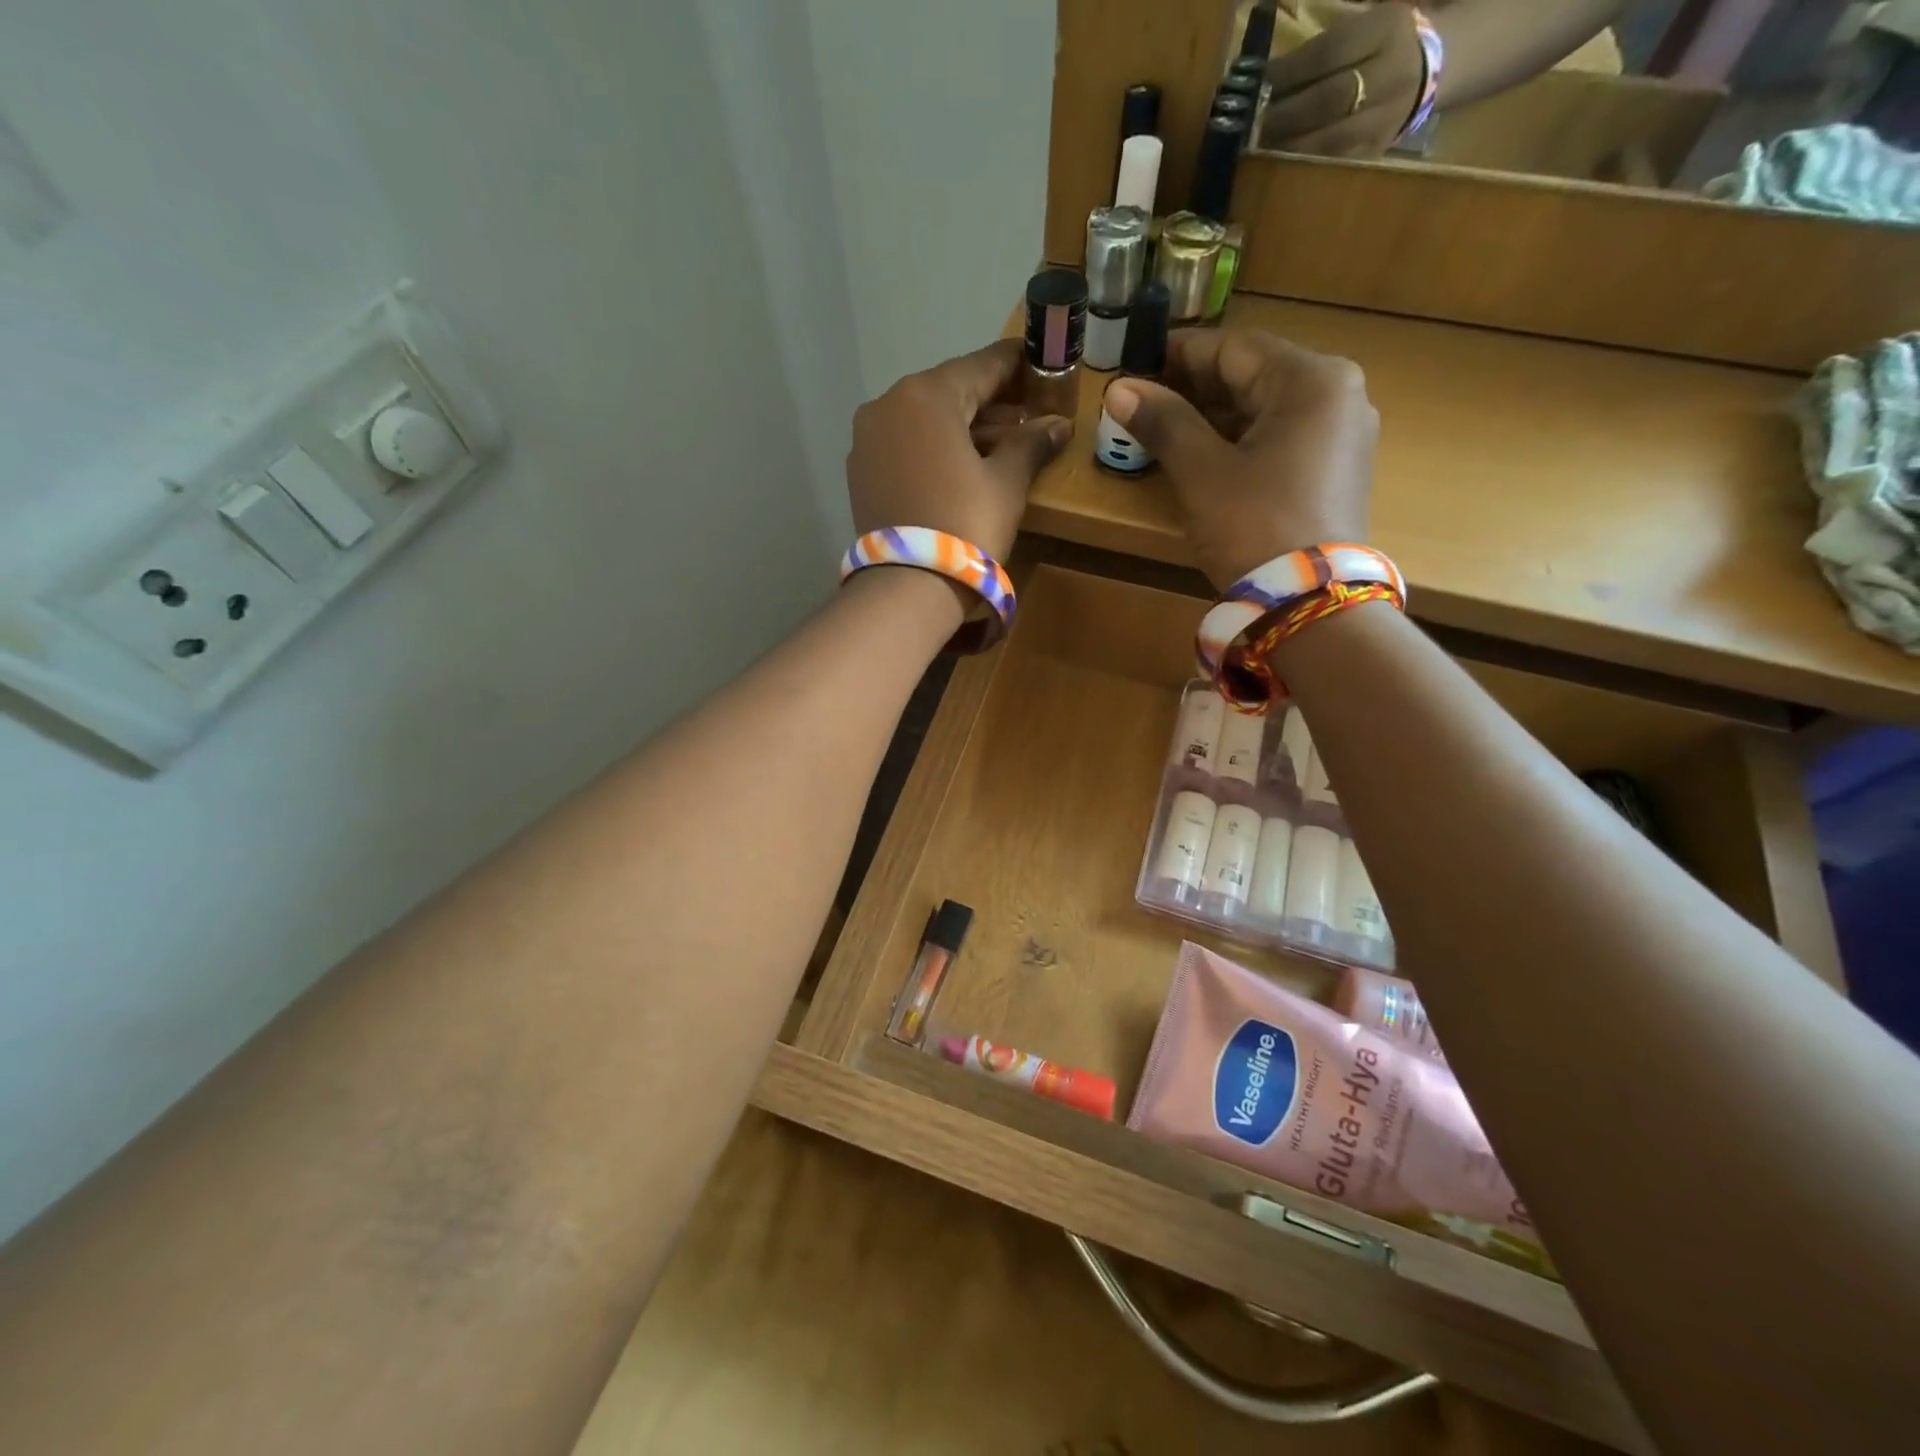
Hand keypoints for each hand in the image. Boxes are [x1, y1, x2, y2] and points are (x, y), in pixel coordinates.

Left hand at [846, 338, 1071, 562]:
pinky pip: (905, 446)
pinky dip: (933, 449)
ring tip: (1002, 445)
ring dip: (963, 428)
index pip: (981, 365)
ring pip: (925, 420)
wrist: (907, 588)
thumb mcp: (1006, 483)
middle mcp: (888, 404)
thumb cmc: (965, 525)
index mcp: (926, 394)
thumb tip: (1058, 426)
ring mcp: (867, 439)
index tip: (1041, 364)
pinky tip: (960, 467)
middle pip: (950, 393)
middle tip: (1028, 414)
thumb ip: (1030, 444)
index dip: (1017, 365)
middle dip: (991, 403)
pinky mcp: (860, 472)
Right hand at [1102, 330, 1376, 589]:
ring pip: (1267, 409)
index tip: (1137, 362)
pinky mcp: (1337, 470)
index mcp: (1312, 380)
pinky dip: (1241, 440)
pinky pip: (1281, 438)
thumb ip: (1164, 423)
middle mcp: (1339, 395)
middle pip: (1254, 376)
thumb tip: (1118, 389)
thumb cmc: (1254, 526)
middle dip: (1196, 388)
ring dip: (1215, 416)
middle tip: (1144, 400)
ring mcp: (1343, 434)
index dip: (1180, 355)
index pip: (1234, 348)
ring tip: (1165, 429)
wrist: (1310, 602)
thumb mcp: (1203, 473)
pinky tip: (1205, 455)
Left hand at [1259, 1, 1423, 157]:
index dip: (1289, 72)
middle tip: (1250, 123)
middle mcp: (1389, 74)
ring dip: (1286, 145)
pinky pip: (1332, 162)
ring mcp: (1384, 118)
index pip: (1329, 52)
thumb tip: (1267, 73)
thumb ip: (1325, 45)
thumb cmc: (1385, 43)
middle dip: (1283, 113)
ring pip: (1327, 139)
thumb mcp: (1367, 22)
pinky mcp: (1375, 151)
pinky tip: (1276, 164)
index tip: (1257, 85)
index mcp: (1386, 29)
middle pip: (1328, 99)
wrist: (1437, 68)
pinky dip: (1301, 164)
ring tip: (1256, 147)